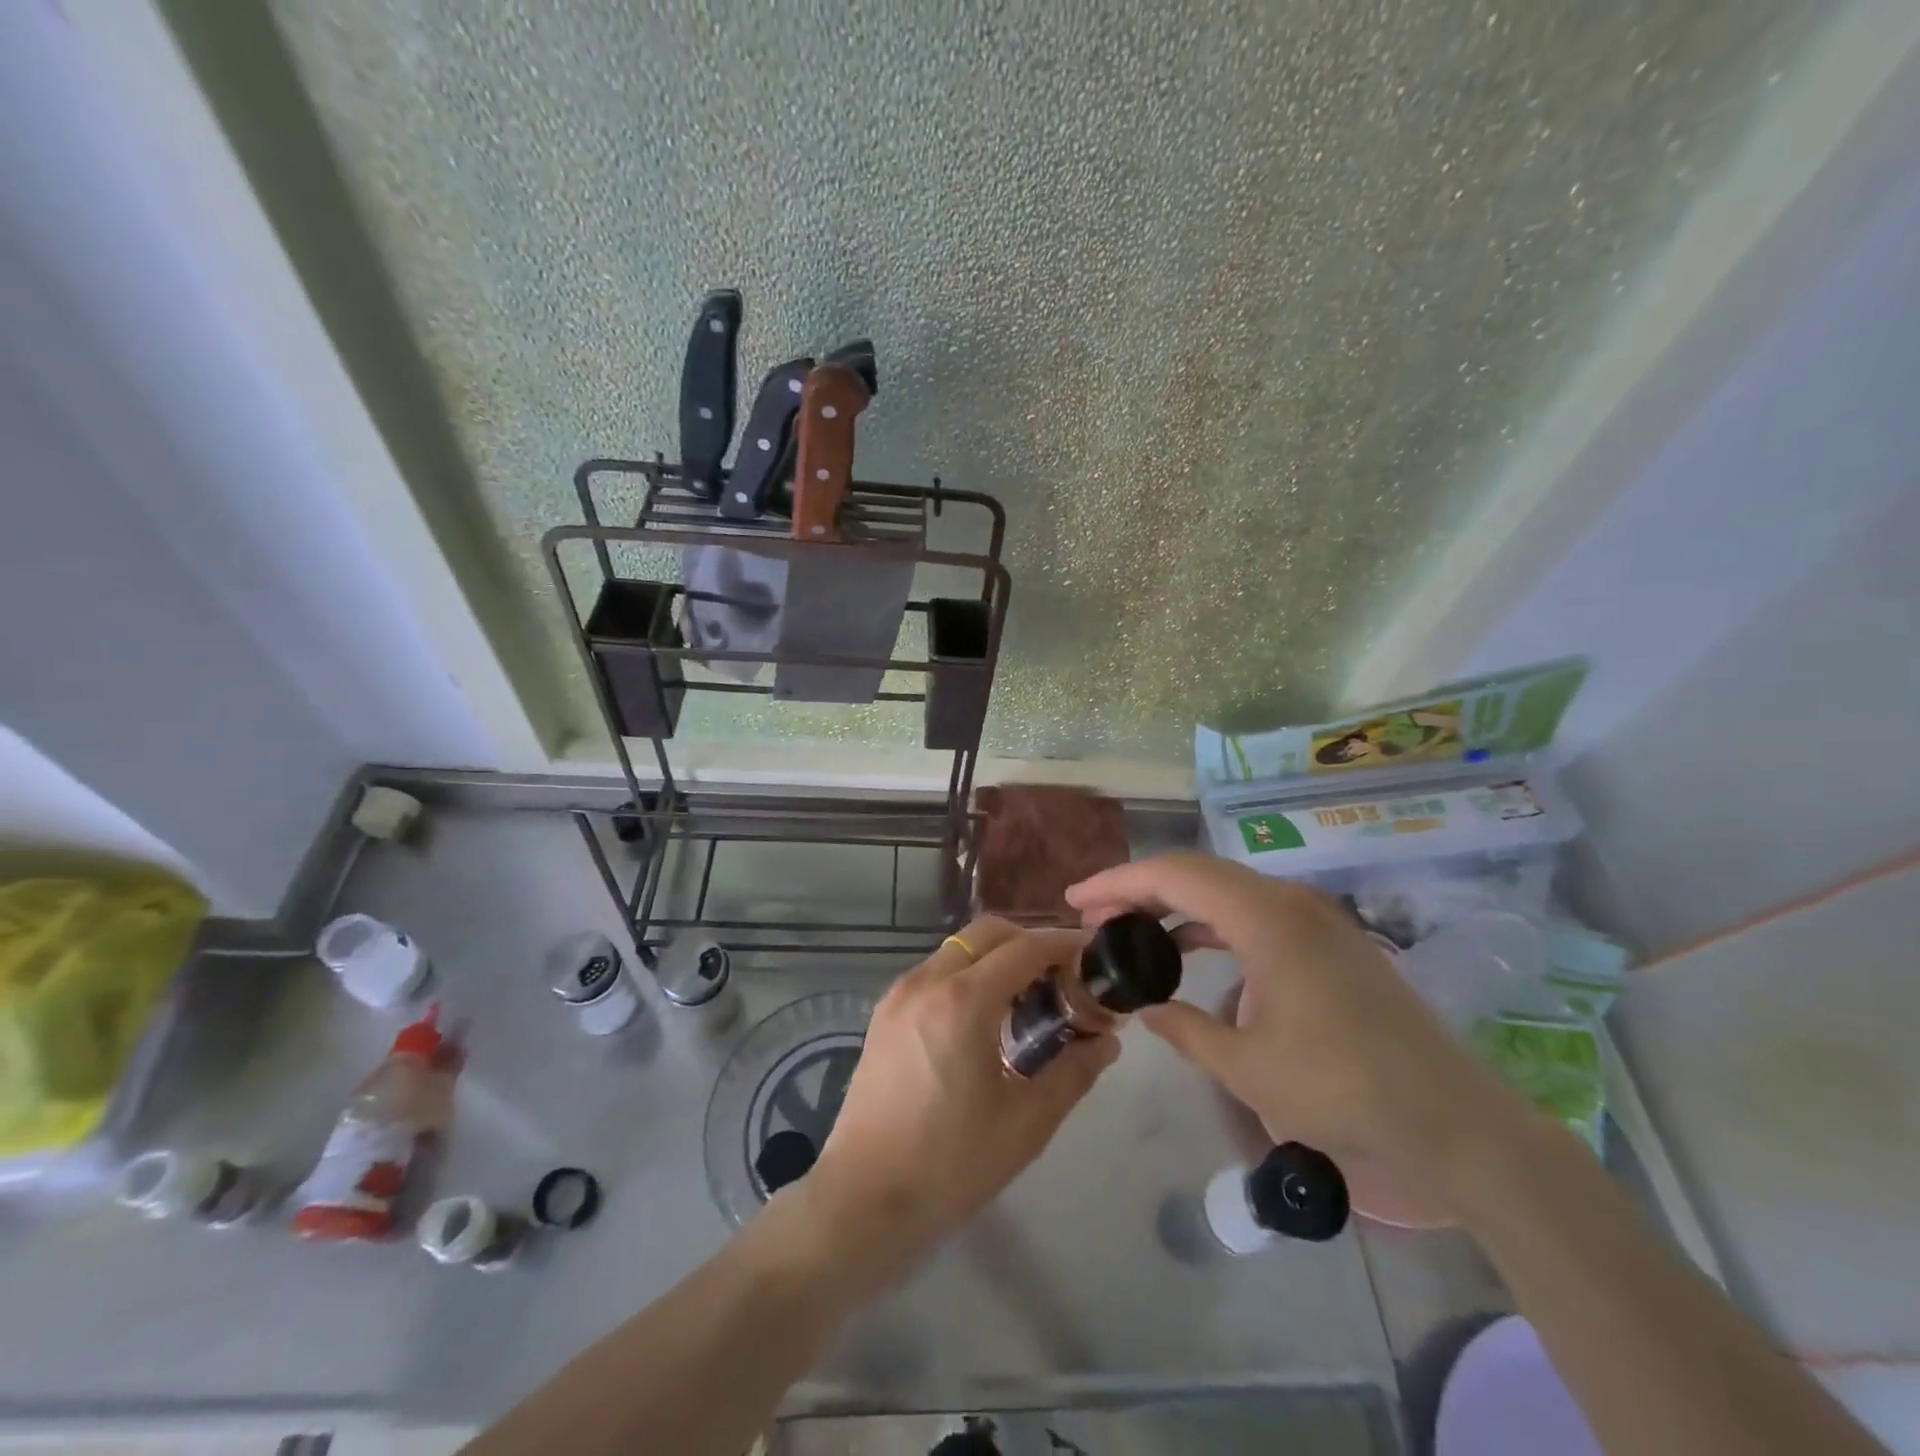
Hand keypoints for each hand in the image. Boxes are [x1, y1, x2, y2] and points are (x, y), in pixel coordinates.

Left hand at [798, 919, 1118, 1285]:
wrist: (864, 1200)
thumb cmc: (951, 1164)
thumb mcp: (1027, 1123)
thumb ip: (1074, 1072)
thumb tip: (1106, 1040)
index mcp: (963, 1001)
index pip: (1024, 948)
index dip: (1063, 944)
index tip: (1092, 953)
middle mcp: (927, 982)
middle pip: (986, 934)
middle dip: (1028, 943)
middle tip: (1061, 976)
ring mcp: (899, 995)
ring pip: (957, 950)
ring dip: (996, 958)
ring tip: (1026, 1000)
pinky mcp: (883, 1014)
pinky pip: (934, 973)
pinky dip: (966, 976)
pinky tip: (984, 1020)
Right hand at [1068, 854, 1511, 1185]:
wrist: (1451, 1118)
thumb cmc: (1342, 1090)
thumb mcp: (1246, 1067)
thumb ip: (1186, 1029)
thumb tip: (1148, 1009)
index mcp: (1265, 917)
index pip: (1174, 875)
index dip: (1118, 882)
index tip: (1075, 900)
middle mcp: (1288, 900)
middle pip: (1196, 871)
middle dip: (1138, 887)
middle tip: (1093, 914)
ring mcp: (1312, 915)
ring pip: (1223, 887)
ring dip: (1173, 902)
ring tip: (1129, 927)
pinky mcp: (1326, 937)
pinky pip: (1251, 909)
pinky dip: (1209, 919)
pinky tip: (1188, 945)